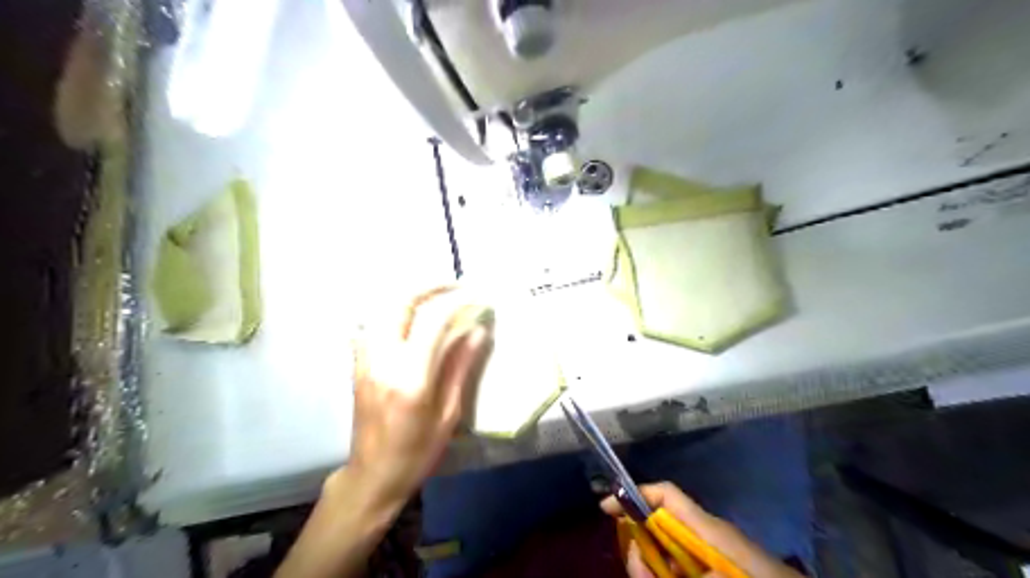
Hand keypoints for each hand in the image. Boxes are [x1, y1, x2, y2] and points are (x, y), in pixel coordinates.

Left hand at [344, 289, 492, 515]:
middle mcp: (383, 360)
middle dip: (429, 286)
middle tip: (455, 285)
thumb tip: (477, 330)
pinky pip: (374, 321)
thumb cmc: (417, 451)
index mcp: (410, 377)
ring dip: (411, 294)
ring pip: (383, 307)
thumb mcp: (449, 413)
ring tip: (437, 295)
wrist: (372, 474)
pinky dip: (395, 309)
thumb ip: (461, 367)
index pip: (433, 321)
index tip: (477, 296)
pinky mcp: (358, 362)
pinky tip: (412, 316)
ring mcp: (365, 359)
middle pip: (400, 302)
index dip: (456, 301)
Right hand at [605, 484, 803, 577]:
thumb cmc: (762, 575)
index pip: (666, 494)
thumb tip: (659, 561)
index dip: (634, 494)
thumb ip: (686, 568)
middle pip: (657, 525)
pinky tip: (663, 576)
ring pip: (664, 550)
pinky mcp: (711, 565)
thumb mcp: (723, 559)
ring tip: (651, 576)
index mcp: (707, 527)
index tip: (606, 508)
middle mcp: (704, 533)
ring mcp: (708, 550)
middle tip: (641, 572)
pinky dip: (666, 572)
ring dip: (651, 567)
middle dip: (639, 547)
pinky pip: (679, 565)